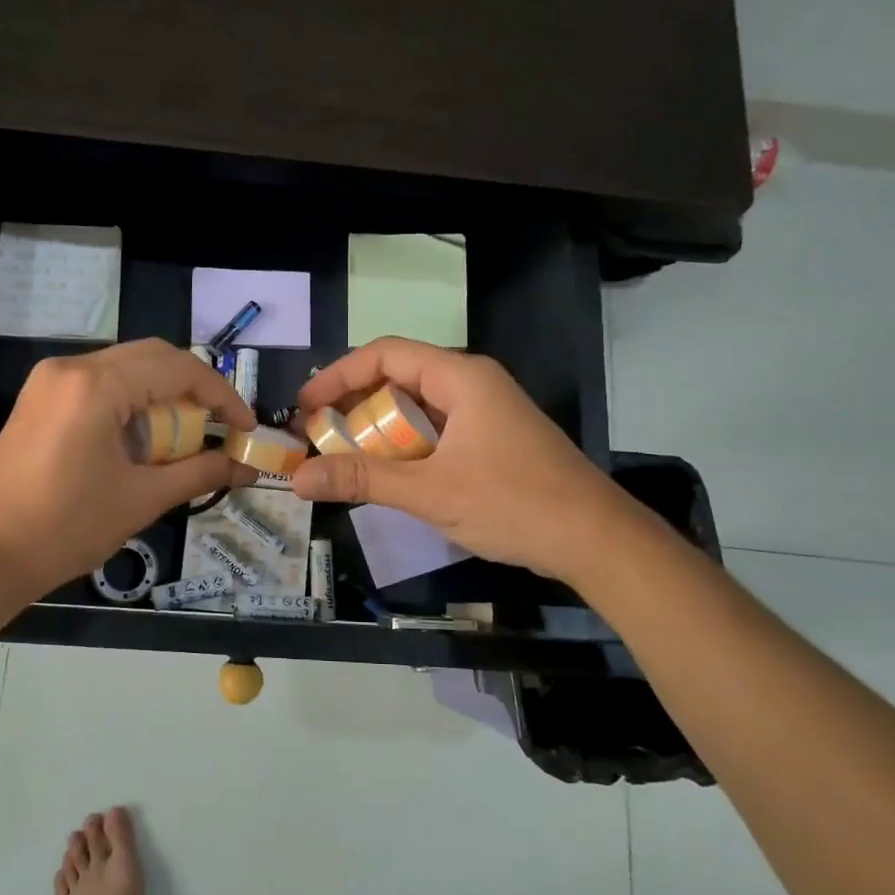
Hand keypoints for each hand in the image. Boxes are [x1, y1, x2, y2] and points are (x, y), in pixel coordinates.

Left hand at [0, 340, 255, 599]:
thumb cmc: (66, 528)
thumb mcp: (142, 499)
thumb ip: (200, 473)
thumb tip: (246, 467)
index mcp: (96, 385)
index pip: (178, 368)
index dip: (221, 395)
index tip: (245, 427)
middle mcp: (71, 368)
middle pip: (152, 357)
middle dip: (193, 389)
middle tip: (220, 426)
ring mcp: (48, 381)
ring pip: (125, 368)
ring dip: (162, 395)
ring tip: (185, 437)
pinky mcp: (38, 399)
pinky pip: (99, 384)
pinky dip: (132, 402)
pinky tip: (143, 439)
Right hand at [291, 338, 629, 584]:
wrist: (596, 541)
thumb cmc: (513, 503)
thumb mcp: (429, 491)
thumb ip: (362, 480)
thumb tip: (298, 478)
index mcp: (460, 377)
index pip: (384, 354)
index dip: (338, 375)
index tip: (304, 407)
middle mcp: (472, 384)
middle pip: (398, 377)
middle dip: (353, 404)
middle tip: (317, 436)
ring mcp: (485, 412)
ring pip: (416, 406)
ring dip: (377, 428)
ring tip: (342, 456)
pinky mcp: (492, 440)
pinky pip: (435, 430)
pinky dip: (404, 445)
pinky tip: (386, 473)